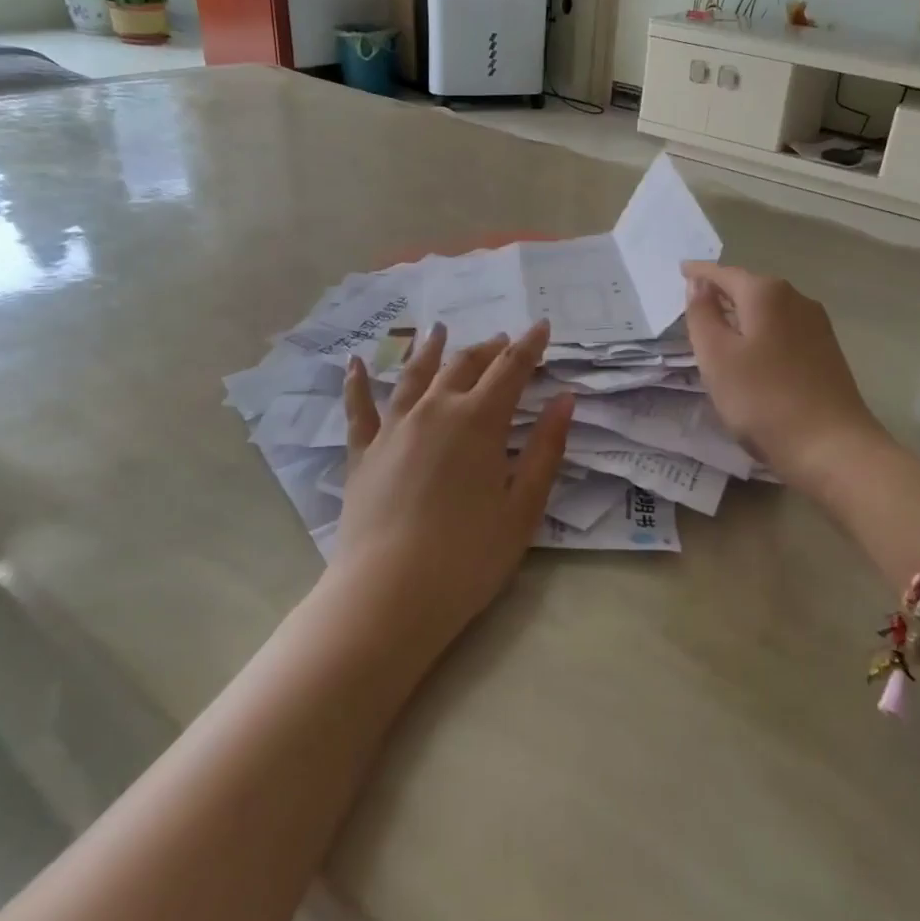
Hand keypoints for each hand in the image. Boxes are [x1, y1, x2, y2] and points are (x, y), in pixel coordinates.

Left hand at [333, 320, 574, 650]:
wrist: (389, 595)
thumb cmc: (469, 556)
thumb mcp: (523, 507)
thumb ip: (546, 449)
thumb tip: (565, 400)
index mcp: (478, 421)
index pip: (510, 369)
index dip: (529, 345)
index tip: (541, 326)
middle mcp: (434, 410)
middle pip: (464, 365)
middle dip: (488, 349)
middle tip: (502, 341)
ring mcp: (393, 428)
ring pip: (414, 375)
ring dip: (431, 349)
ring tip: (438, 330)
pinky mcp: (362, 453)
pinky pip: (358, 408)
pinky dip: (357, 381)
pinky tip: (354, 362)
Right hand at [682, 263, 889, 491]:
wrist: (831, 446)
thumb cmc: (763, 399)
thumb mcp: (717, 357)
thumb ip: (702, 315)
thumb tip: (698, 283)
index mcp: (766, 294)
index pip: (724, 274)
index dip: (699, 273)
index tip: (680, 269)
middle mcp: (796, 299)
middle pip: (750, 288)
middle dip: (722, 292)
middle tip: (695, 301)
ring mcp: (816, 325)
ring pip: (769, 309)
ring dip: (743, 314)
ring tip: (719, 327)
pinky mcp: (826, 351)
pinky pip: (783, 329)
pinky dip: (762, 332)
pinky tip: (753, 352)